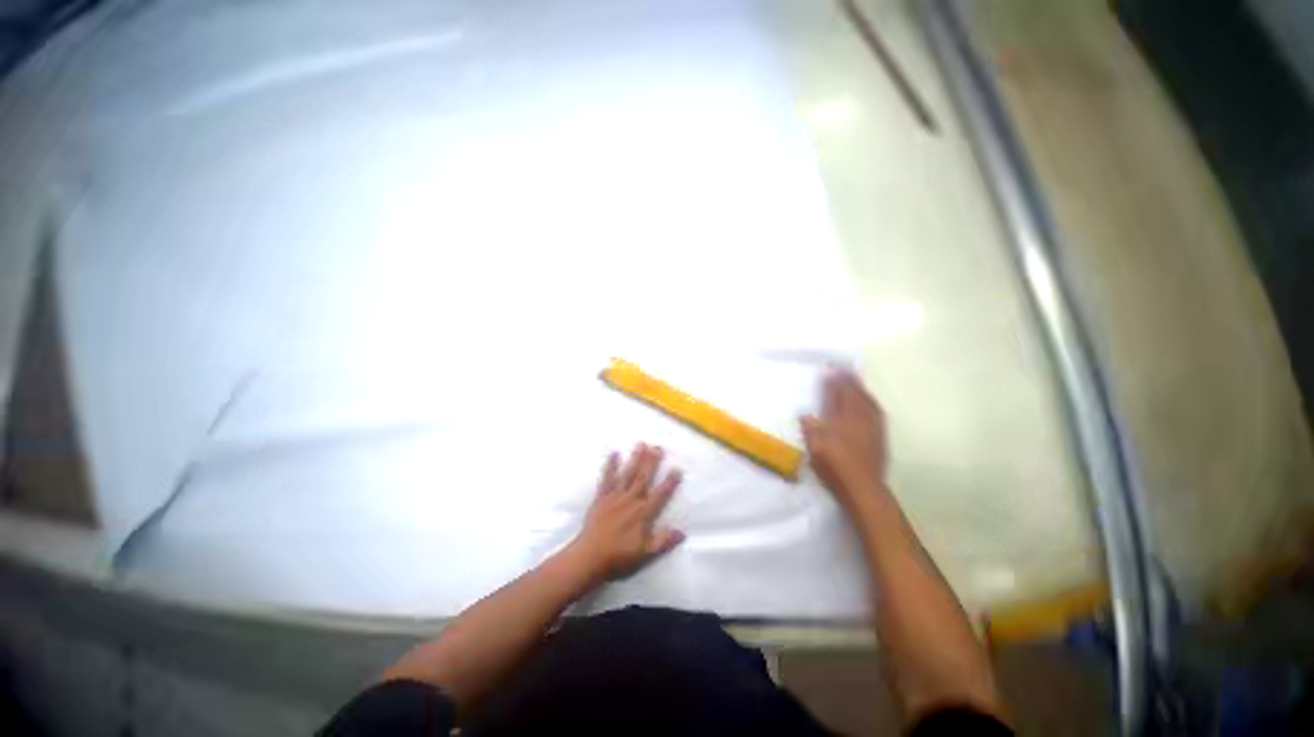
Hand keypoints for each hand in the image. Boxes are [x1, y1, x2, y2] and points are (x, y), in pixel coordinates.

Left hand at [567, 443, 684, 582]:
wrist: (589, 557)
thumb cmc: (619, 557)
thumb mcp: (645, 554)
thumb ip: (663, 541)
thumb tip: (682, 532)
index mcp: (643, 513)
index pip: (660, 495)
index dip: (669, 482)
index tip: (677, 469)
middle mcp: (631, 500)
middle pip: (644, 478)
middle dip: (652, 462)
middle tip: (658, 447)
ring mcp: (615, 497)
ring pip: (627, 474)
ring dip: (635, 459)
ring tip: (641, 444)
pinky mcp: (601, 497)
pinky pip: (607, 479)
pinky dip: (610, 466)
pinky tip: (614, 454)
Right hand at [802, 369, 888, 509]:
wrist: (865, 489)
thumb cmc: (836, 468)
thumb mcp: (816, 450)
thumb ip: (811, 430)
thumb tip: (806, 415)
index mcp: (844, 421)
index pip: (839, 396)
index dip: (833, 383)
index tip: (829, 370)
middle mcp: (860, 420)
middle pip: (856, 395)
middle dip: (849, 380)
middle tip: (844, 368)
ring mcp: (873, 428)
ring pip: (868, 402)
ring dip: (861, 388)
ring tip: (856, 379)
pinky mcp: (880, 437)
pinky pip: (876, 411)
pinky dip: (871, 401)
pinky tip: (869, 402)